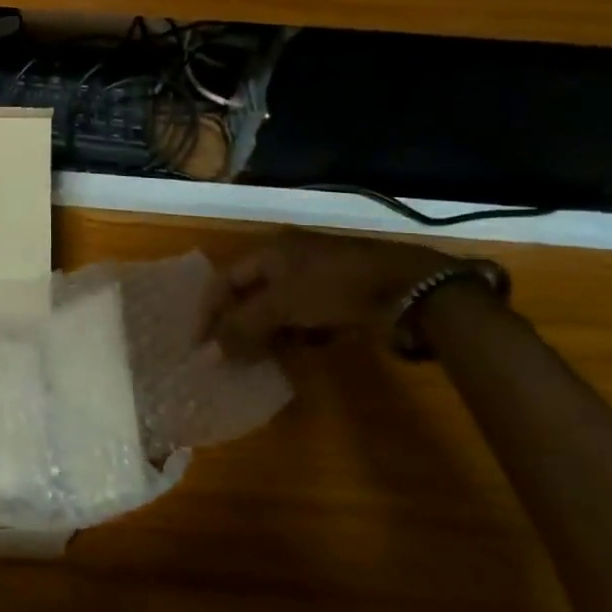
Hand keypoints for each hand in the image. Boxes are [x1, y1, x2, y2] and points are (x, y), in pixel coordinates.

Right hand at [200, 229, 455, 360]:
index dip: (209, 312)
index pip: (224, 281)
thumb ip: (242, 328)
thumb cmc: (335, 288)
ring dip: (266, 333)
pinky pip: (305, 318)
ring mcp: (317, 278)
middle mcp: (289, 259)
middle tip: (227, 357)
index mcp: (270, 251)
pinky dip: (296, 334)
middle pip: (249, 295)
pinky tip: (299, 350)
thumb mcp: (282, 305)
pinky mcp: (341, 298)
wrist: (412, 289)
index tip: (199, 345)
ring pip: (277, 309)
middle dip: (237, 325)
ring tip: (258, 359)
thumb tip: (205, 355)